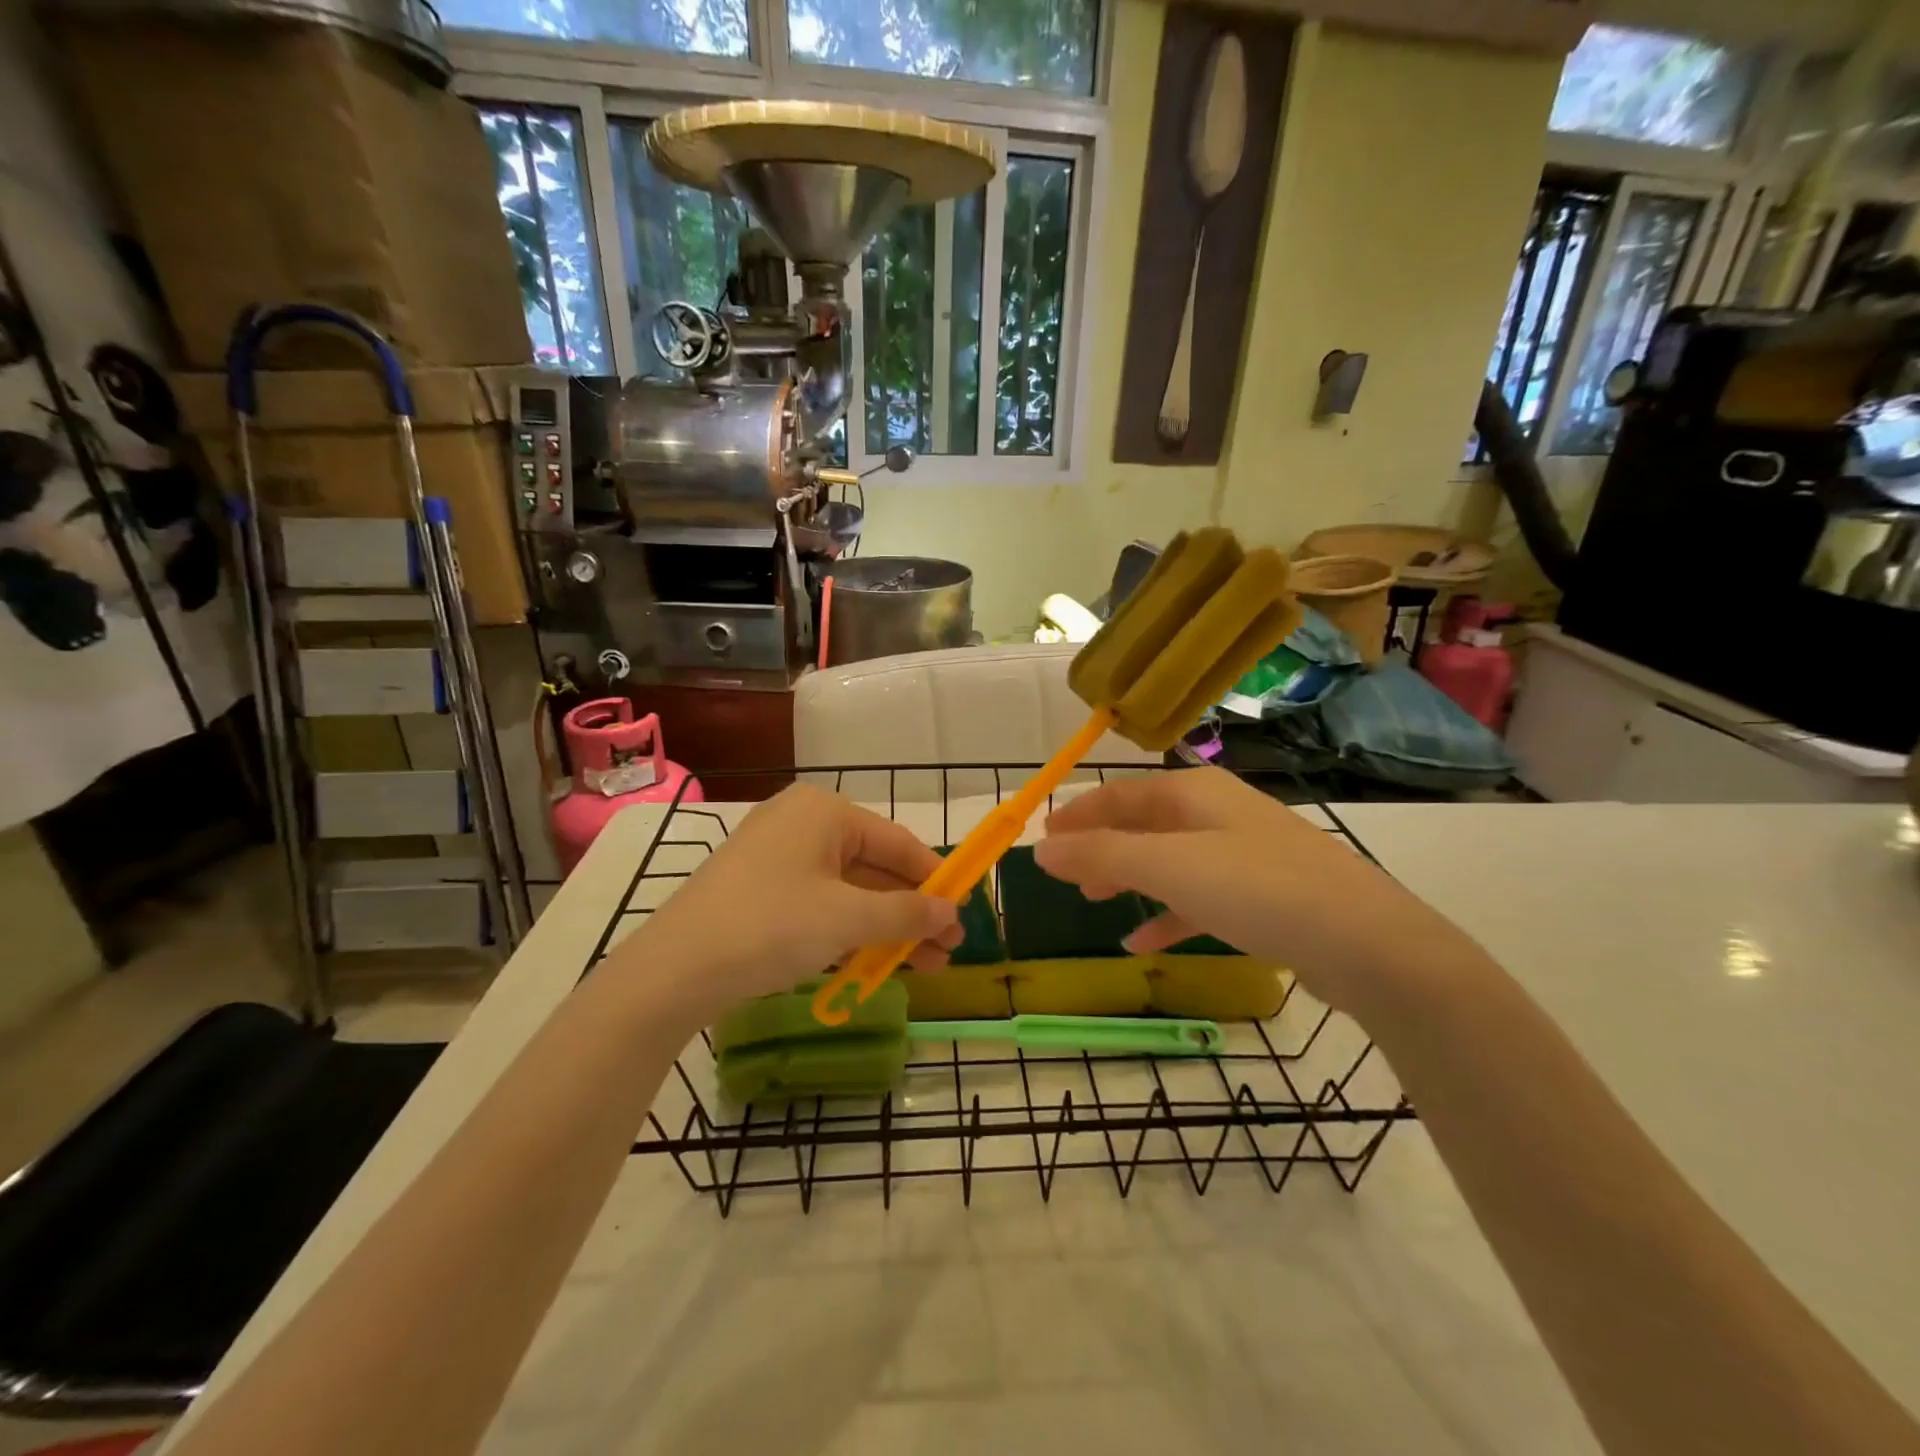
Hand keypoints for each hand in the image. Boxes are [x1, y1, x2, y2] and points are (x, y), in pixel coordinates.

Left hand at [616, 784, 960, 1024]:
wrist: (673, 971)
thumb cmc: (771, 926)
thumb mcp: (847, 919)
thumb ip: (906, 913)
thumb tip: (951, 912)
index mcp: (824, 812)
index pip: (897, 843)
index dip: (935, 879)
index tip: (964, 912)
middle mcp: (802, 824)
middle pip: (874, 868)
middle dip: (912, 911)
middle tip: (947, 949)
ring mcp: (778, 859)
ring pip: (849, 892)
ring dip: (886, 928)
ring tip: (924, 966)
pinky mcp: (761, 893)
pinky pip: (820, 906)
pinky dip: (849, 933)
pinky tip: (875, 964)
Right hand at [1034, 768, 1477, 1017]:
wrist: (1370, 945)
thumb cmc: (1258, 890)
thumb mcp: (1169, 867)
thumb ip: (1101, 854)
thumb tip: (1040, 848)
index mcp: (1195, 793)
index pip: (1120, 793)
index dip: (1078, 813)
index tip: (1043, 836)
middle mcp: (1219, 813)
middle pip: (1144, 822)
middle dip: (1102, 846)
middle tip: (1067, 873)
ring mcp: (1245, 854)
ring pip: (1169, 860)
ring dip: (1130, 877)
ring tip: (1097, 901)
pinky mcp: (1264, 896)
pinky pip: (1199, 897)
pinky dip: (1167, 913)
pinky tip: (1144, 942)